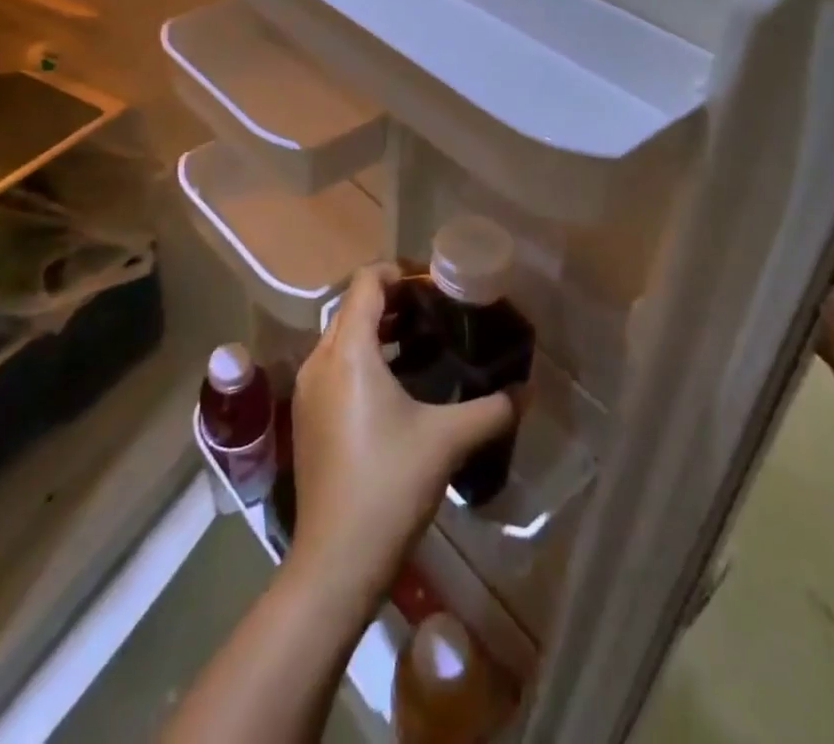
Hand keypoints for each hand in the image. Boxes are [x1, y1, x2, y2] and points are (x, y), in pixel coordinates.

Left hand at [288, 265, 513, 610]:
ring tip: (422, 341)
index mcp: (348, 351)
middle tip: (436, 311)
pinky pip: (335, 364)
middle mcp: (320, 359)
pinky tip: (397, 384)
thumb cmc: (389, 484)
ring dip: (378, 329)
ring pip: (342, 336)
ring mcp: (308, 389)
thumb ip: (491, 409)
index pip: (367, 282)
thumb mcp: (447, 440)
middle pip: (353, 306)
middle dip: (393, 300)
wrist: (335, 561)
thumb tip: (526, 391)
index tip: (434, 284)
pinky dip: (364, 357)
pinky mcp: (307, 415)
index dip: (400, 272)